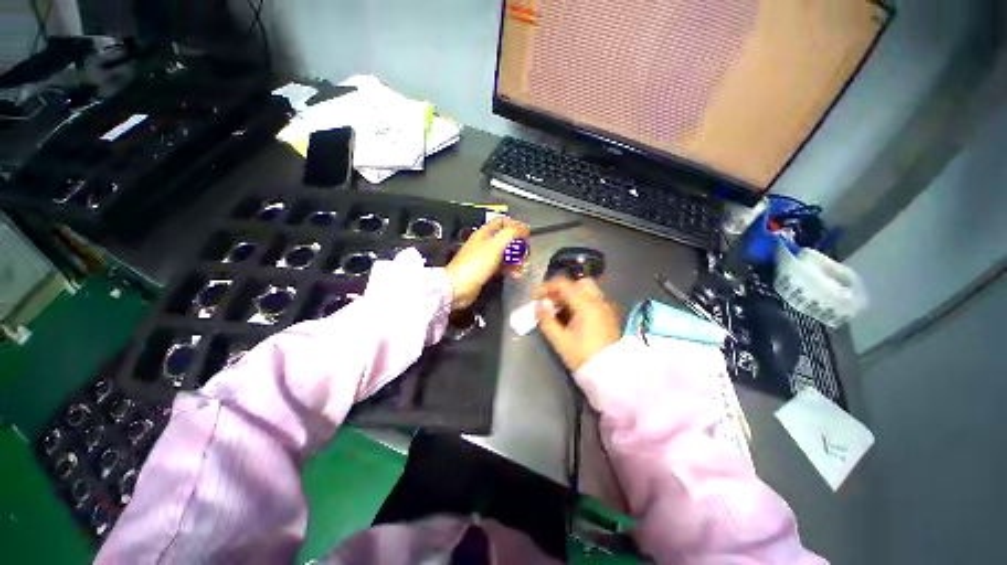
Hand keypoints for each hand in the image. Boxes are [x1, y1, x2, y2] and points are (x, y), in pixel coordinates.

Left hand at [445, 217, 529, 309]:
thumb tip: (524, 228)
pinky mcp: (486, 271)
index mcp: (485, 233)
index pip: (503, 222)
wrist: (459, 287)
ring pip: (505, 255)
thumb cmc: (476, 264)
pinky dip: (510, 270)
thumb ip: (511, 233)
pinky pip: (502, 267)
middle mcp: (484, 243)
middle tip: (526, 254)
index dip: (515, 226)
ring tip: (523, 267)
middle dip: (518, 246)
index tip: (526, 235)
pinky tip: (516, 275)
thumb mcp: (496, 245)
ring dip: (516, 260)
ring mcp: (485, 258)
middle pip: (506, 239)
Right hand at [535, 276, 620, 370]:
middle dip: (561, 288)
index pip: (564, 285)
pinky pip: (592, 300)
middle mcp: (597, 301)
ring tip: (559, 309)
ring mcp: (605, 307)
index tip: (535, 296)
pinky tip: (572, 316)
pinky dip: (580, 301)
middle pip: (578, 283)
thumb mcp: (560, 340)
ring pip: (587, 290)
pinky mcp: (607, 315)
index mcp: (585, 305)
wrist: (610, 373)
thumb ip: (546, 320)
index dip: (547, 287)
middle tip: (550, 300)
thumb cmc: (582, 356)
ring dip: (571, 294)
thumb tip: (539, 305)